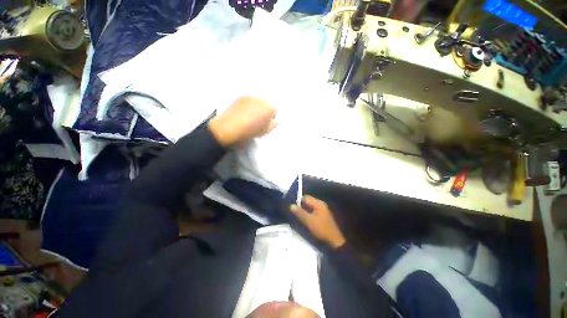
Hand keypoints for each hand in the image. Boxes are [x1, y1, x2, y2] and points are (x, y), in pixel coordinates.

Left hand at [208, 96, 276, 146]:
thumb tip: (275, 121)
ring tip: (250, 115)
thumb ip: (273, 125)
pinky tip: (244, 112)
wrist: (230, 127)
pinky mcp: (242, 97)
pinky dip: (249, 105)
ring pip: (258, 101)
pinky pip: (249, 100)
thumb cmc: (250, 131)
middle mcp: (261, 99)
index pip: (275, 110)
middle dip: (265, 110)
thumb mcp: (265, 131)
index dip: (272, 117)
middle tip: (259, 119)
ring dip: (257, 107)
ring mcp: (251, 97)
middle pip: (267, 104)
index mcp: (269, 108)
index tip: (267, 122)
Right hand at [289, 196, 345, 248]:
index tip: (292, 208)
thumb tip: (291, 205)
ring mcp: (321, 210)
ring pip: (309, 207)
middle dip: (300, 206)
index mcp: (318, 203)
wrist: (334, 240)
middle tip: (294, 213)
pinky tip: (304, 220)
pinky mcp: (321, 215)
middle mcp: (320, 204)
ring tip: (297, 217)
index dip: (298, 201)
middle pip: (307, 202)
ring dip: (303, 211)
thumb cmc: (321, 229)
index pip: (305, 197)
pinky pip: (312, 211)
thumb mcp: (309, 221)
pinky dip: (307, 214)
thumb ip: (300, 213)